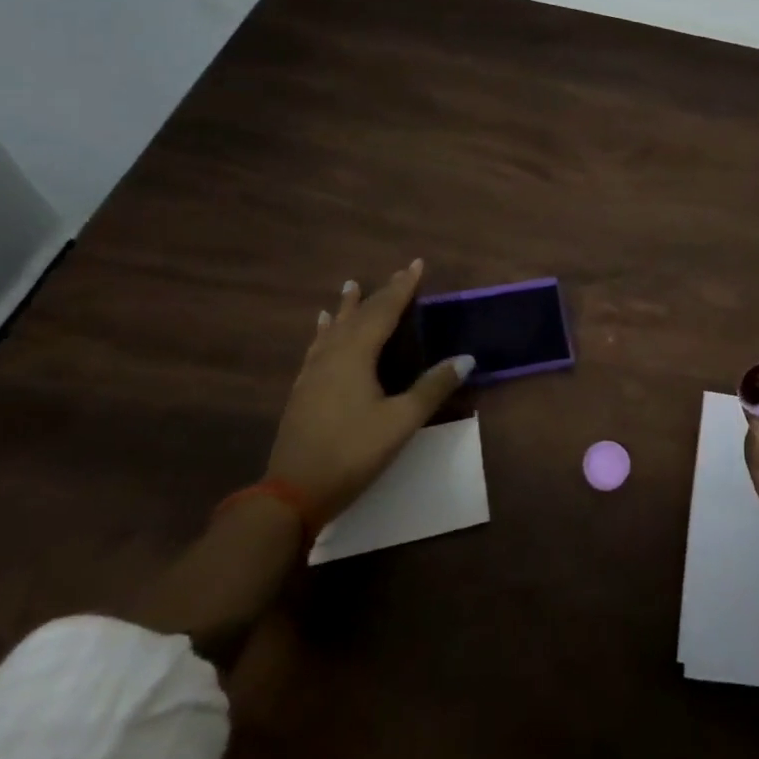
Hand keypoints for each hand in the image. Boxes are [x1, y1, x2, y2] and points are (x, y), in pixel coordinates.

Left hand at [264, 259, 473, 522]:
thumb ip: (433, 387)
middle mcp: (333, 355)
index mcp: (356, 356)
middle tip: (397, 274)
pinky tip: (321, 330)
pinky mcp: (303, 391)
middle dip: (380, 294)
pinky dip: (325, 331)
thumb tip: (467, 358)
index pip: (384, 311)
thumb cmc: (352, 453)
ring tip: (350, 286)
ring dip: (347, 307)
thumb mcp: (400, 421)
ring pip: (334, 329)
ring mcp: (313, 373)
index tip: (416, 264)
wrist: (291, 494)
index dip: (402, 288)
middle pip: (359, 316)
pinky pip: (318, 347)